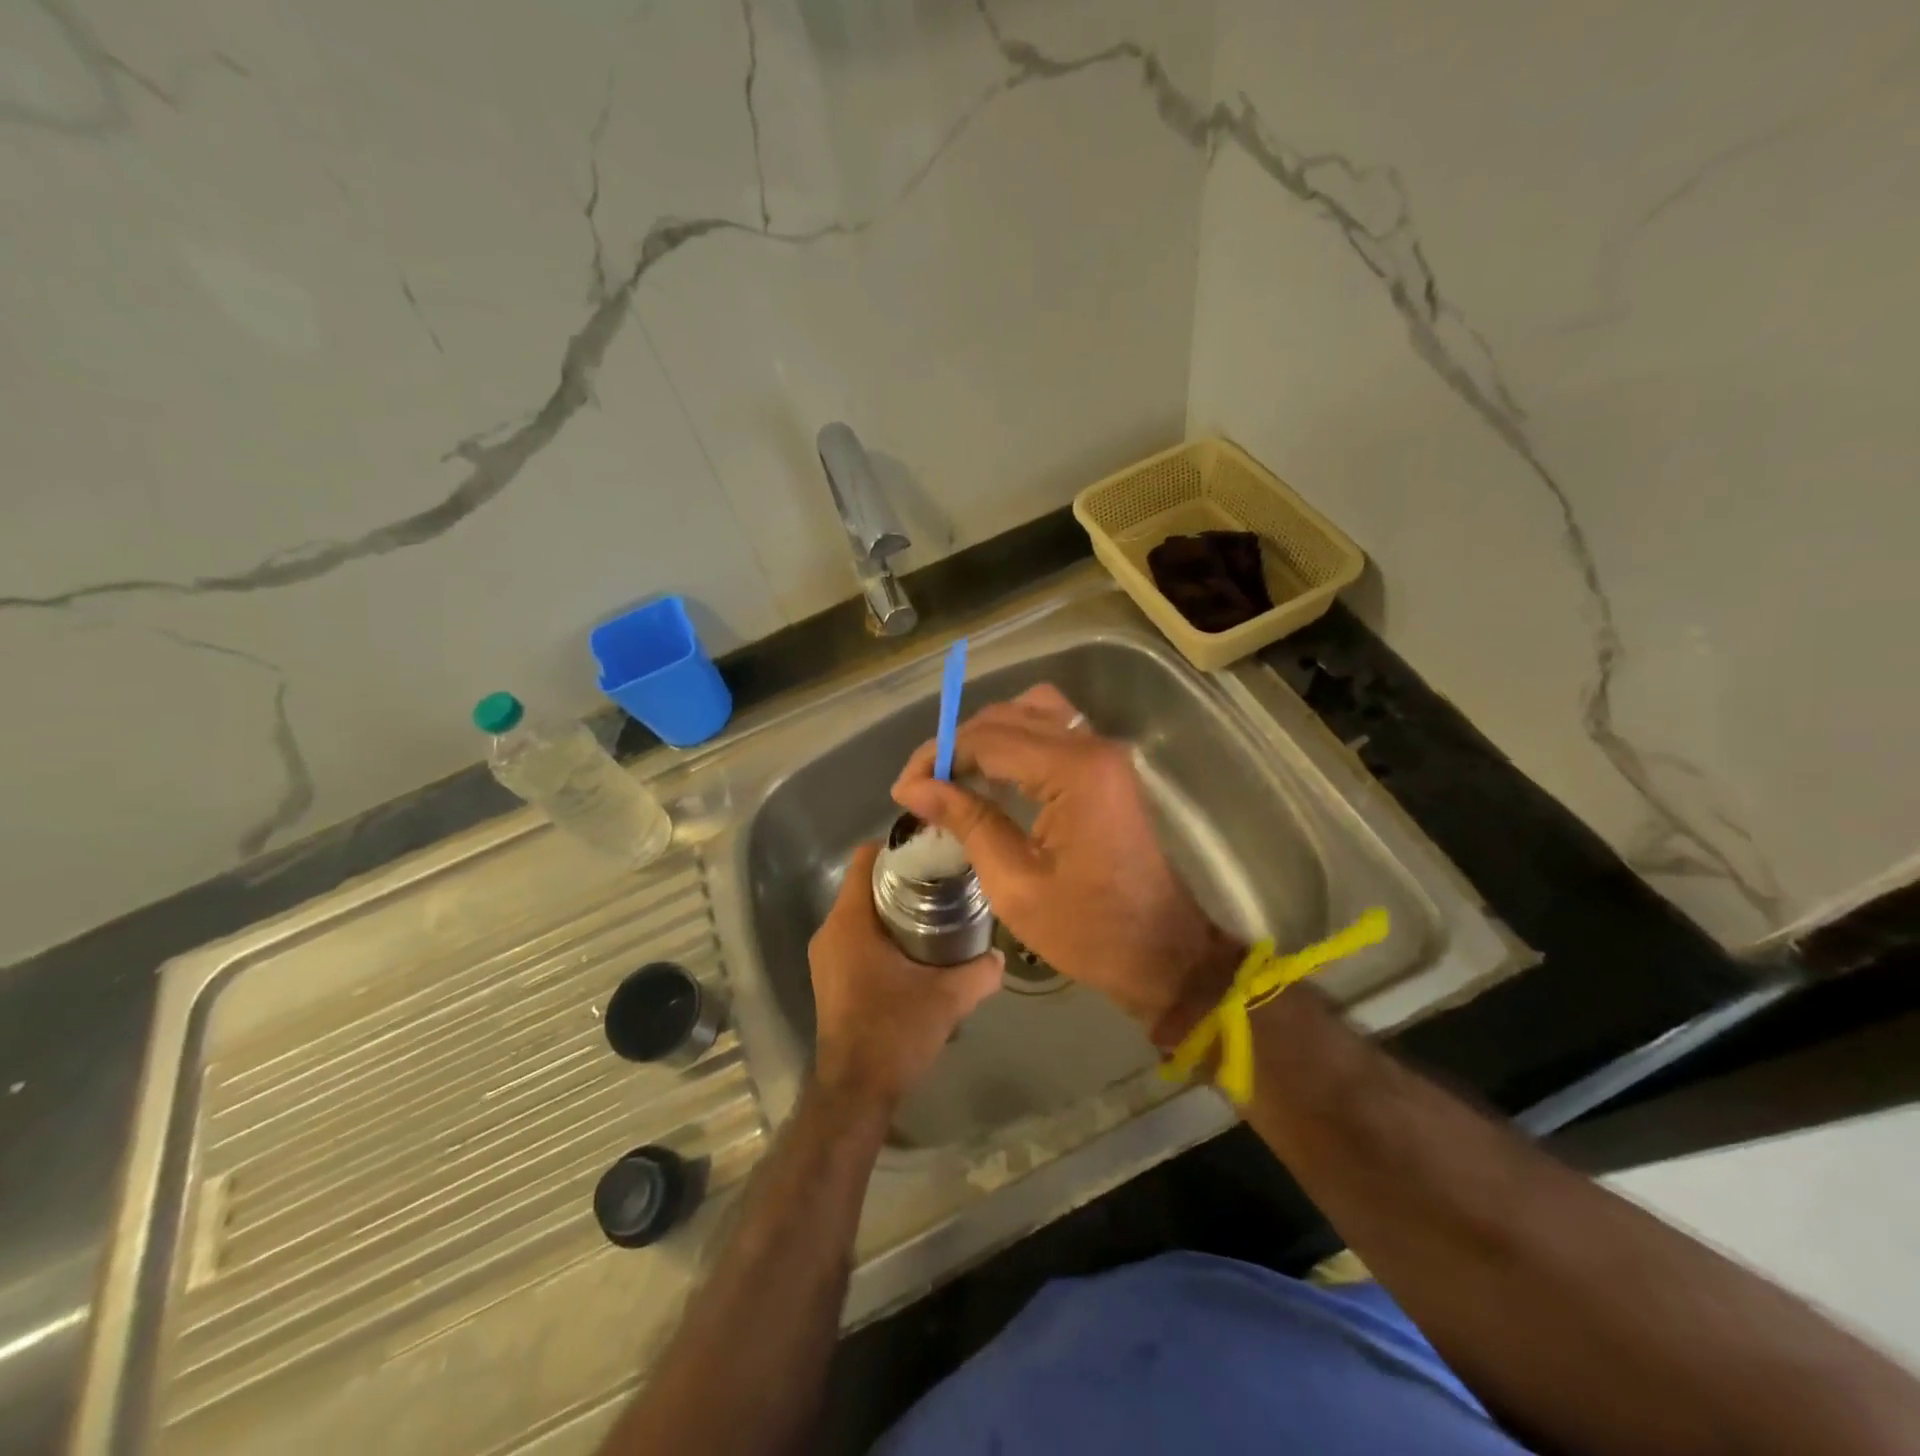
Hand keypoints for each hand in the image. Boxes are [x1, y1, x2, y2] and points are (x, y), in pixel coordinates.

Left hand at [808, 842, 1002, 1109]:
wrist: (855, 1090)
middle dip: (904, 879)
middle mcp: (831, 930)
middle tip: (944, 882)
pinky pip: (856, 935)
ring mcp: (826, 955)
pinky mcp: (831, 976)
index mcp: (850, 921)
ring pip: (861, 911)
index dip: (899, 848)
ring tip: (937, 913)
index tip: (933, 851)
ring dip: (894, 908)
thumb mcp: (947, 998)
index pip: (867, 858)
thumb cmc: (894, 1032)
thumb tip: (1000, 955)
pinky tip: (915, 949)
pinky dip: (882, 932)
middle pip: (866, 883)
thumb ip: (980, 972)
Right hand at [893, 685, 1239, 1037]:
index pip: (989, 739)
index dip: (939, 757)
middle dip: (959, 744)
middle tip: (923, 786)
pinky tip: (991, 776)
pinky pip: (1053, 732)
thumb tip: (914, 788)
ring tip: (954, 777)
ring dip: (988, 737)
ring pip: (1032, 713)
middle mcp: (1093, 746)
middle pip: (1009, 716)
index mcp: (1074, 771)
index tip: (903, 791)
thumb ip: (966, 822)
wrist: (1162, 953)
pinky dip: (1017, 742)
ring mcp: (1105, 754)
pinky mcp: (1107, 768)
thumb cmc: (1088, 930)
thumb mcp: (1014, 884)